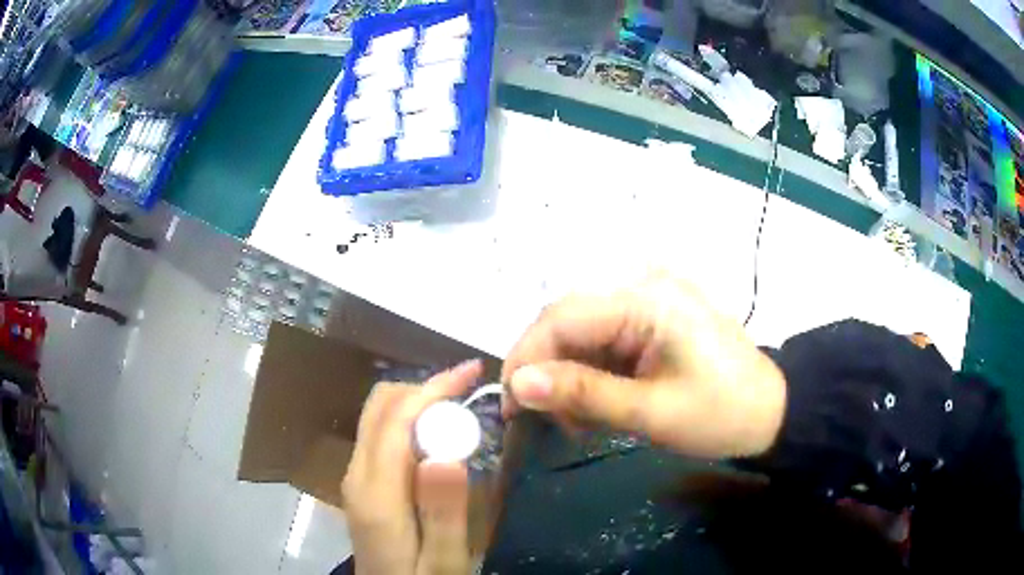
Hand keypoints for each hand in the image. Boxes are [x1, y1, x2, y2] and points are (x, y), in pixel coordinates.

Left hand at [342, 360, 481, 574]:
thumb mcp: (443, 560)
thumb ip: (443, 513)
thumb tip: (446, 455)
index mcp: (376, 492)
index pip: (396, 418)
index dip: (433, 388)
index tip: (474, 373)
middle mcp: (357, 474)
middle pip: (380, 407)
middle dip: (425, 388)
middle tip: (470, 391)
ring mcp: (356, 477)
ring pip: (378, 416)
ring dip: (418, 402)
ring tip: (459, 407)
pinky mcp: (362, 484)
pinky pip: (381, 434)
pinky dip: (410, 420)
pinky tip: (438, 435)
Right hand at [502, 275, 785, 458]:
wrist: (771, 411)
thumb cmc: (720, 414)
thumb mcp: (650, 412)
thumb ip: (583, 395)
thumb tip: (518, 386)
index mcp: (647, 298)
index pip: (562, 317)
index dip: (526, 358)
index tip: (510, 405)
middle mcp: (642, 286)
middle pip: (568, 322)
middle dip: (547, 371)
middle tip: (542, 420)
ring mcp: (649, 301)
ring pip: (582, 334)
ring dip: (569, 377)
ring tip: (577, 422)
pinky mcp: (653, 320)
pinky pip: (604, 341)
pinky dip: (591, 375)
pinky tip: (596, 404)